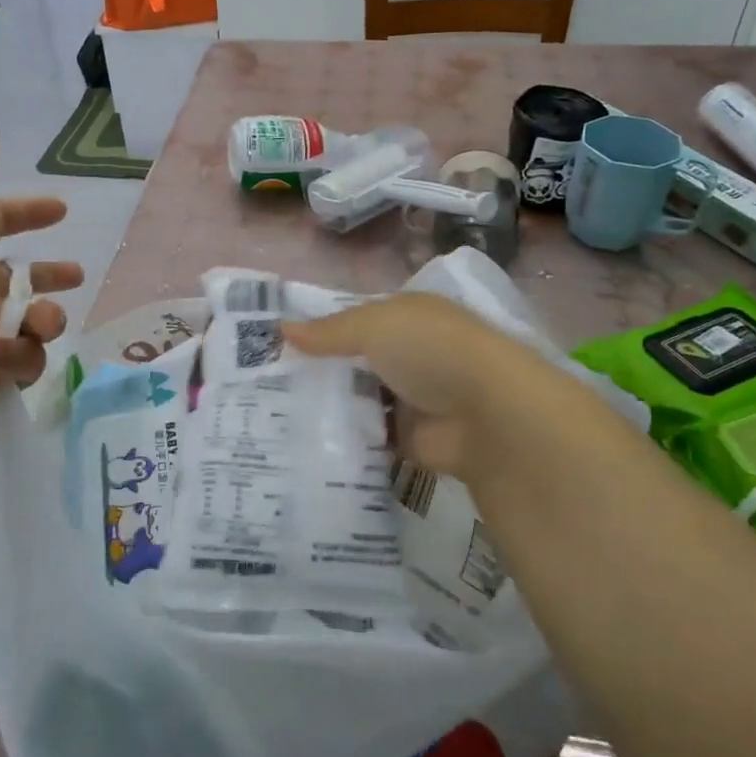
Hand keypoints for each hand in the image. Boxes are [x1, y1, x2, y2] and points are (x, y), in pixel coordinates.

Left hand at [0, 116, 82, 450]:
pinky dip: (20, 356)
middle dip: (50, 275)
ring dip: (46, 316)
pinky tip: (0, 357)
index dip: (27, 212)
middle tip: (76, 277)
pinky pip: (24, 359)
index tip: (61, 211)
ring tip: (41, 322)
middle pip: (19, 274)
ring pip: (32, 318)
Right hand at [286, 294, 568, 484]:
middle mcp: (410, 354)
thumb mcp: (374, 325)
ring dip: (328, 405)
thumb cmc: (432, 350)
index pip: (355, 319)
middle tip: (264, 382)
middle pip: (354, 360)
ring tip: (272, 414)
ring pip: (359, 399)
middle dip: (317, 370)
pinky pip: (369, 436)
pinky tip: (303, 440)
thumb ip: (329, 331)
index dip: (319, 329)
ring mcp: (412, 398)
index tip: (274, 343)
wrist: (491, 416)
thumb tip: (280, 328)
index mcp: (407, 316)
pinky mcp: (411, 440)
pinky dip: (345, 438)